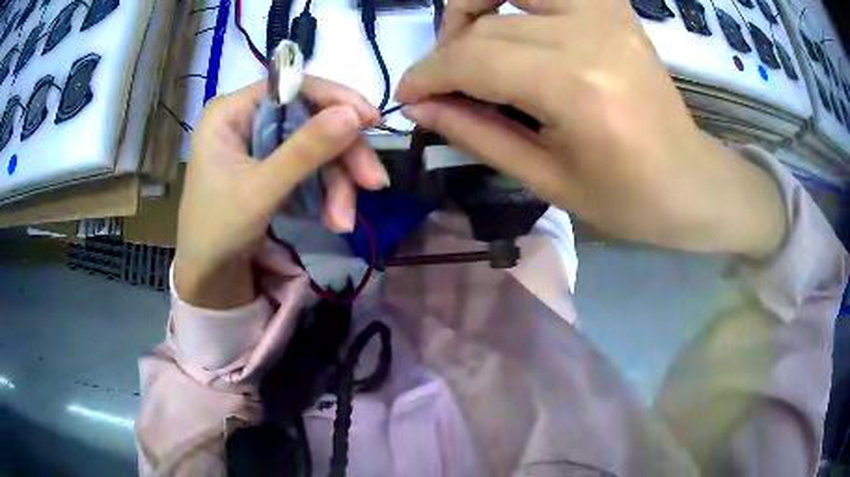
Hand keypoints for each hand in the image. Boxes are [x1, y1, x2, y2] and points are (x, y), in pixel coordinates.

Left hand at [175, 78, 383, 308]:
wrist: (209, 279)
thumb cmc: (217, 232)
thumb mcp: (260, 191)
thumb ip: (304, 151)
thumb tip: (355, 113)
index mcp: (231, 112)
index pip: (291, 87)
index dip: (335, 99)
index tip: (372, 121)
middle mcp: (247, 120)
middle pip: (310, 119)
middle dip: (342, 156)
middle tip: (373, 184)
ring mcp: (260, 144)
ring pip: (316, 147)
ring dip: (338, 183)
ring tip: (344, 222)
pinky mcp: (272, 168)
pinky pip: (310, 168)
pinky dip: (326, 193)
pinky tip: (334, 219)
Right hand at [396, 0, 785, 257]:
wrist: (690, 182)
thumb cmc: (627, 198)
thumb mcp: (546, 179)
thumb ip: (476, 134)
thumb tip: (419, 105)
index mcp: (577, 89)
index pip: (474, 58)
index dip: (428, 73)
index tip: (408, 93)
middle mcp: (591, 35)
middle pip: (488, 22)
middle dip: (447, 50)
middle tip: (441, 82)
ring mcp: (607, 14)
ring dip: (476, 7)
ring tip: (470, 42)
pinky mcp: (615, 10)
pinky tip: (513, 22)